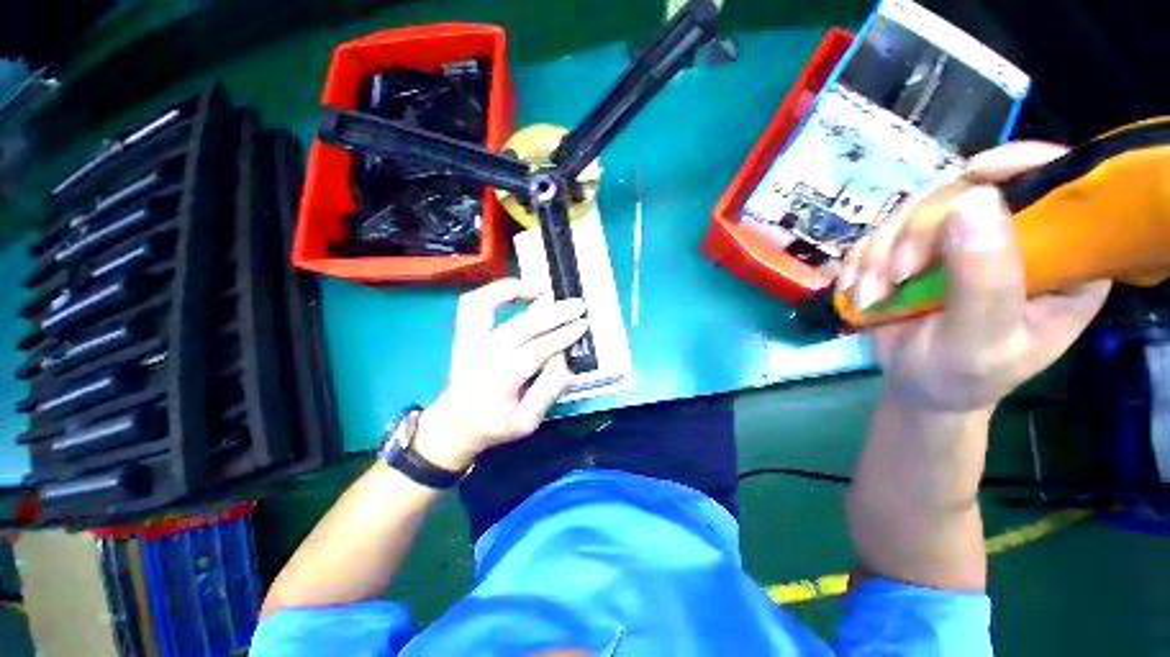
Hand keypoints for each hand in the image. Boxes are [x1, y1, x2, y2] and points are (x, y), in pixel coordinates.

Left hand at [413, 279, 587, 470]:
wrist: (454, 425)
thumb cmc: (493, 426)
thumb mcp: (526, 423)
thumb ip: (547, 393)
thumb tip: (568, 364)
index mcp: (498, 382)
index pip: (536, 350)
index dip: (562, 335)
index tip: (582, 325)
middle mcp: (480, 356)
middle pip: (521, 325)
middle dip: (554, 313)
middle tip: (577, 305)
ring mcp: (467, 341)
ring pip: (486, 304)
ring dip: (515, 291)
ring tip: (542, 289)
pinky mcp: (463, 334)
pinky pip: (474, 303)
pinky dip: (495, 291)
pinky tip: (518, 292)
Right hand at [839, 142, 1111, 414]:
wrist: (918, 387)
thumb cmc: (964, 376)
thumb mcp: (982, 340)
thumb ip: (985, 279)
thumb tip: (975, 198)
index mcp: (1064, 257)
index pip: (1058, 187)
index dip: (1021, 167)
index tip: (975, 176)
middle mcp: (1015, 236)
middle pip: (966, 193)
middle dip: (918, 235)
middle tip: (896, 277)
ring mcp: (961, 239)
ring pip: (914, 211)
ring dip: (880, 254)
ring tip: (871, 296)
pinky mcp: (918, 248)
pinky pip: (881, 233)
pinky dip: (862, 262)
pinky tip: (861, 291)